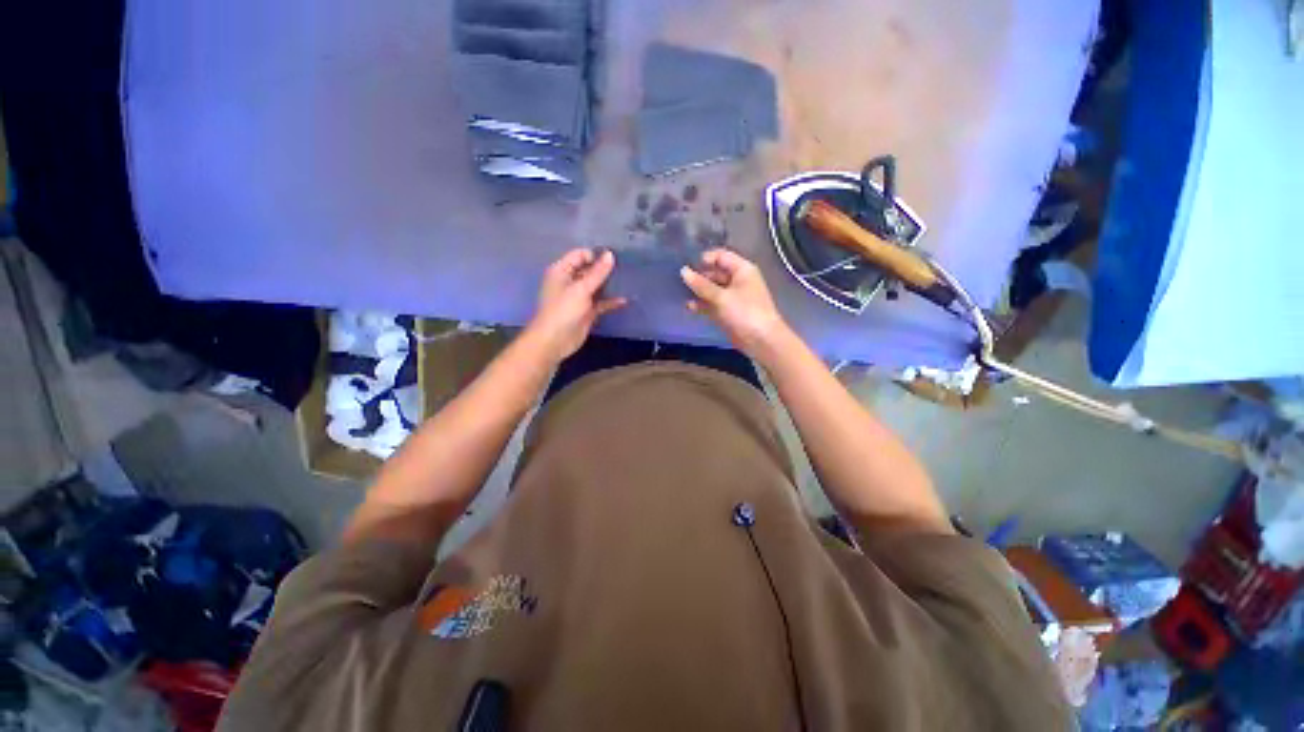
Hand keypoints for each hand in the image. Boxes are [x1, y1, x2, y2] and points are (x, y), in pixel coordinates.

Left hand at [528, 249, 625, 361]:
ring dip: (609, 285)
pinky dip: (610, 302)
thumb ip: (597, 272)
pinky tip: (625, 301)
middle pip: (589, 270)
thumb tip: (610, 254)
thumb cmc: (563, 311)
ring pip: (596, 286)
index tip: (615, 258)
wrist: (554, 341)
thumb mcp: (581, 289)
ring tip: (628, 281)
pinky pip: (601, 303)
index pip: (580, 255)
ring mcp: (579, 297)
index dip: (596, 255)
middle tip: (626, 268)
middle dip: (605, 269)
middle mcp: (570, 281)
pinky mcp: (587, 311)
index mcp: (562, 271)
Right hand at [681, 249, 789, 358]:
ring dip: (699, 291)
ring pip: (713, 289)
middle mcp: (738, 280)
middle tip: (679, 280)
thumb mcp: (722, 297)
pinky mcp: (728, 312)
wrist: (762, 341)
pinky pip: (713, 304)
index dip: (705, 259)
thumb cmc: (745, 313)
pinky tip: (689, 307)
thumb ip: (702, 285)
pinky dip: (703, 304)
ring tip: (681, 293)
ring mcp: (733, 297)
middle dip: (699, 276)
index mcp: (742, 270)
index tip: (688, 265)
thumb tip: (683, 271)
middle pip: (715, 272)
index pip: (721, 256)